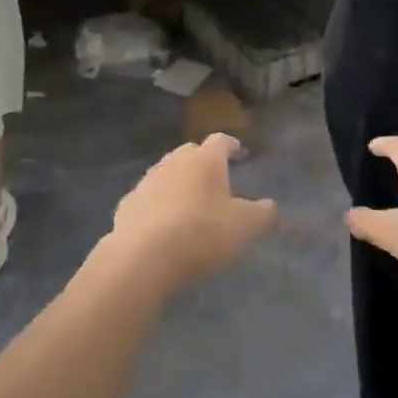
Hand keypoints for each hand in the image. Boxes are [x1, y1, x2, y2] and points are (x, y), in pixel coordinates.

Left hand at [110, 135, 276, 288]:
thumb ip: (262, 214)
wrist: (143, 257)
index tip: (238, 151)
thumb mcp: (245, 227)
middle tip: (214, 179)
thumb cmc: (202, 233)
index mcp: (205, 160)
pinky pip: (148, 199)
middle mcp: (173, 161)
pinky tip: (162, 224)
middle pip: (190, 153)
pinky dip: (157, 205)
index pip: (220, 141)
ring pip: (166, 173)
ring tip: (188, 203)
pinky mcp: (127, 204)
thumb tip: (270, 206)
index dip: (231, 145)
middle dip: (202, 162)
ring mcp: (147, 181)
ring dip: (178, 183)